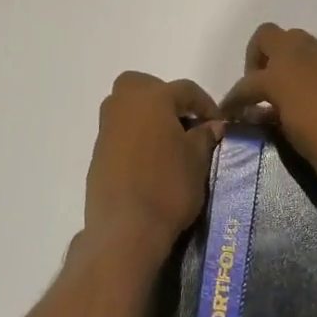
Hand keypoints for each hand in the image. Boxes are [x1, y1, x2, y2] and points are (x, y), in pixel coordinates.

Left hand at [81, 72, 224, 262]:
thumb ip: (205, 136)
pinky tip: (151, 161)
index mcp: (152, 98)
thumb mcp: (197, 160)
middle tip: (185, 122)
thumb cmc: (168, 186)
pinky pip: (120, 132)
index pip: (185, 90)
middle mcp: (124, 105)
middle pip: (145, 87)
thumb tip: (213, 125)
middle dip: (166, 98)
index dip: (206, 104)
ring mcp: (107, 129)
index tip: (218, 124)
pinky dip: (136, 137)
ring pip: (128, 108)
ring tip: (170, 143)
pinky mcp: (98, 153)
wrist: (126, 229)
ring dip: (149, 117)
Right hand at [220, 25, 316, 201]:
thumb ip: (272, 119)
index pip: (247, 84)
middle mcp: (304, 54)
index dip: (234, 100)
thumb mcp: (292, 138)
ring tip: (296, 89)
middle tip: (265, 87)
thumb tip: (261, 113)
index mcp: (281, 75)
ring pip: (302, 42)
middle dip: (260, 58)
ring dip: (292, 60)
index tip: (231, 113)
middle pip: (268, 36)